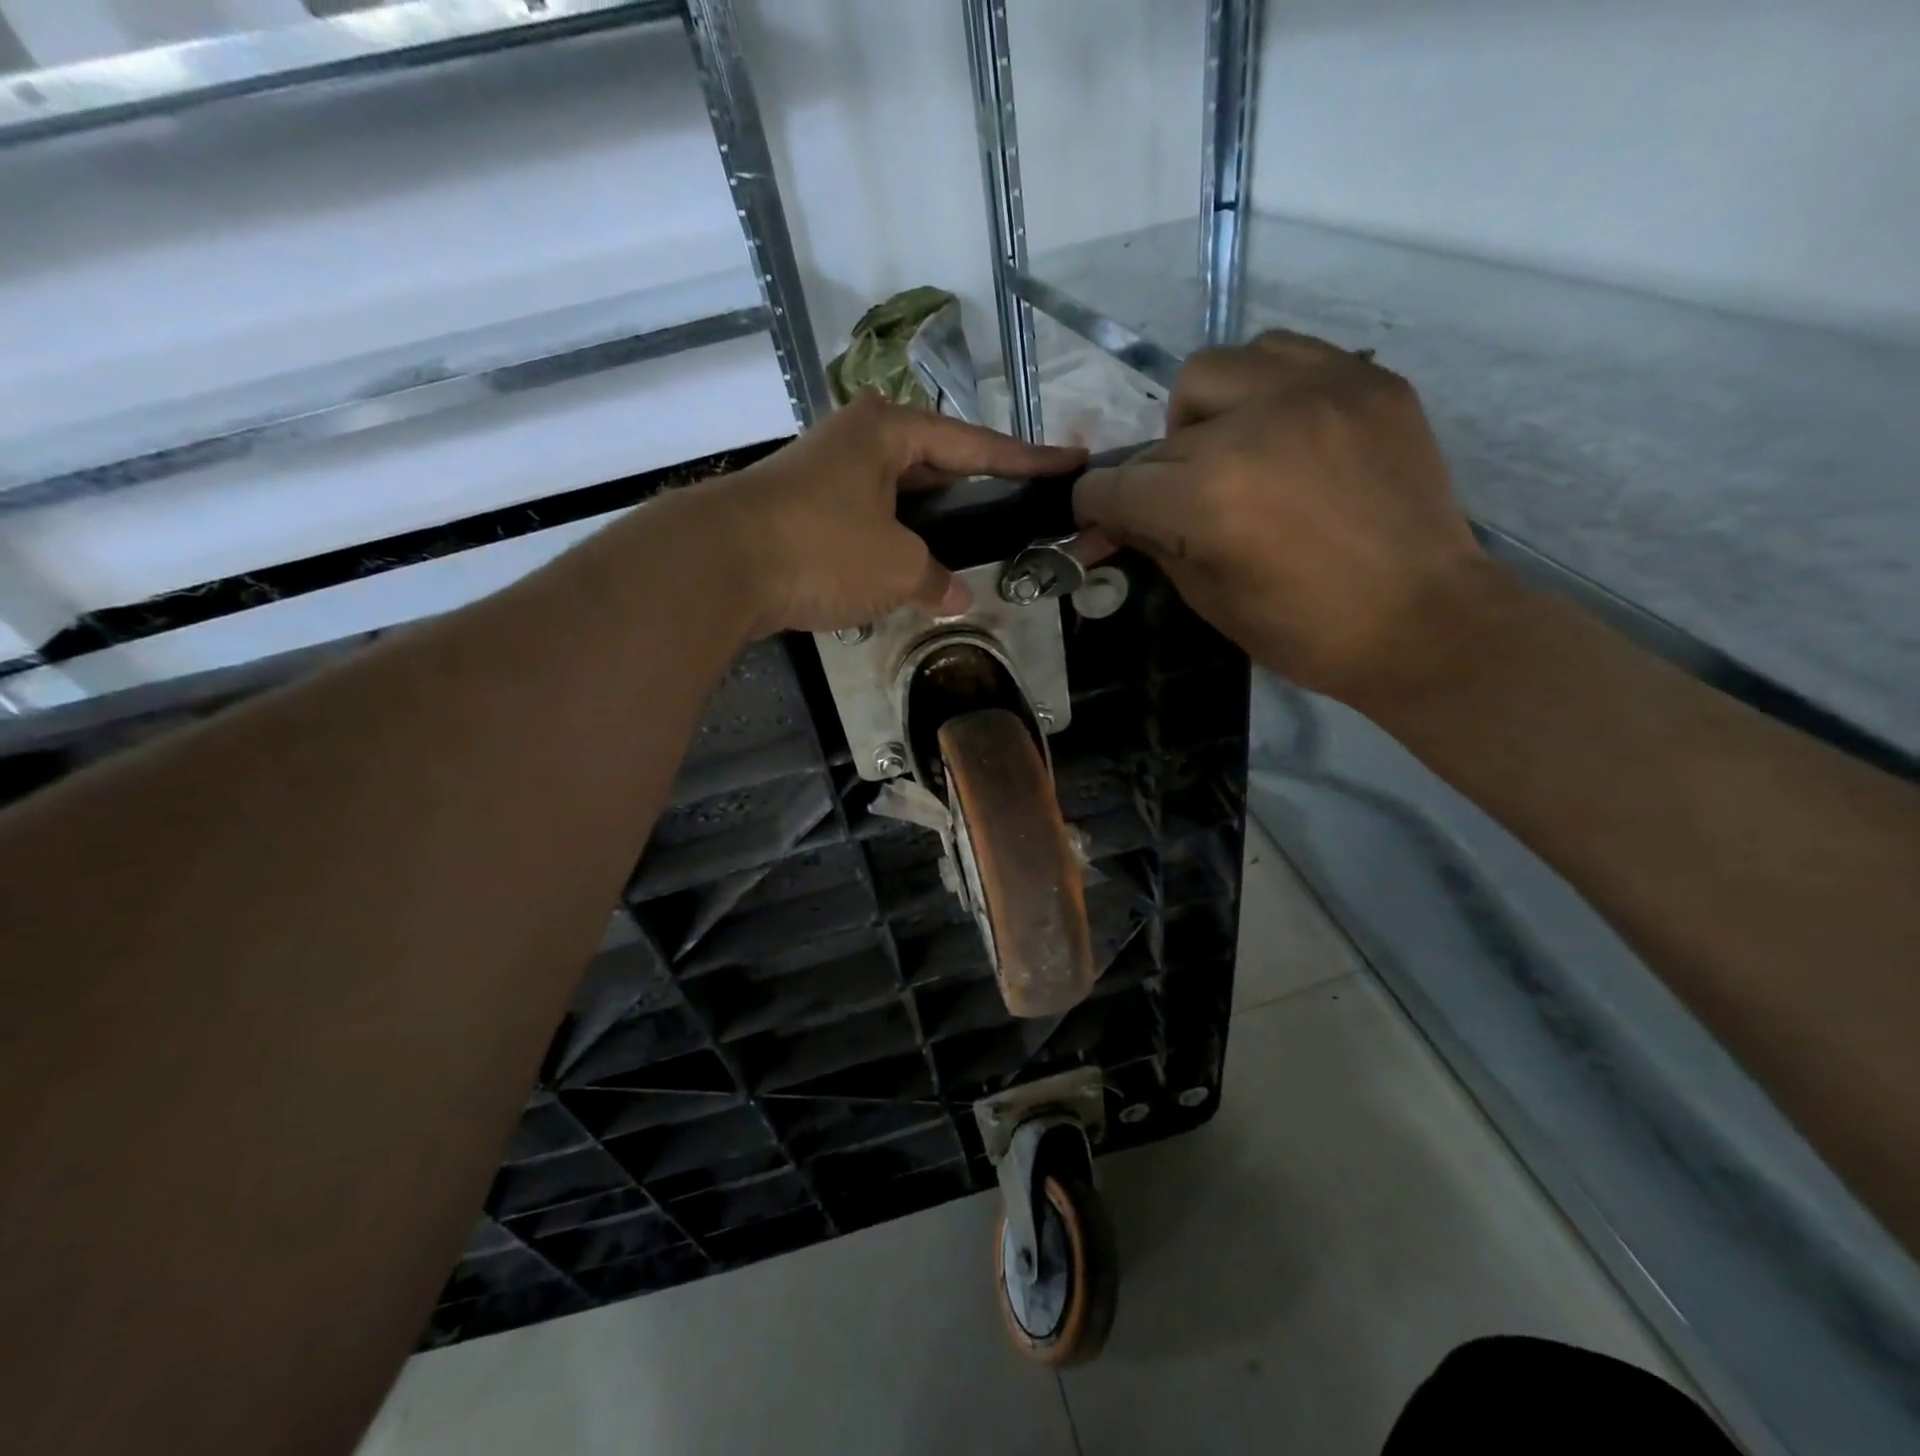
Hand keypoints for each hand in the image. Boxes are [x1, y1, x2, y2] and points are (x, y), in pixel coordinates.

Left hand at [695, 394, 1084, 637]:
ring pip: (900, 498)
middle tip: (1021, 509)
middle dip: (978, 490)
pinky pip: (869, 522)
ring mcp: (825, 476)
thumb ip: (935, 578)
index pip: (976, 445)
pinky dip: (895, 544)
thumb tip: (955, 596)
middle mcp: (857, 441)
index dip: (1027, 460)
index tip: (1072, 462)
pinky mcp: (802, 512)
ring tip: (975, 546)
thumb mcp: (896, 566)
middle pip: (937, 464)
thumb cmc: (821, 547)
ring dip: (933, 525)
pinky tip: (915, 570)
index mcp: (888, 431)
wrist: (717, 565)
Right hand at [1072, 331, 1500, 702]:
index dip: (1096, 507)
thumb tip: (1113, 520)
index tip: (1101, 519)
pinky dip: (1262, 387)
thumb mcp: (1208, 598)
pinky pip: (1285, 353)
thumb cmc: (1306, 631)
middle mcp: (1253, 426)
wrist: (1423, 621)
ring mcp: (1316, 391)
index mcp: (1207, 497)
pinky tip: (1281, 429)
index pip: (1115, 485)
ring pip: (1216, 370)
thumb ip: (1154, 543)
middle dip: (1155, 475)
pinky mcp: (1366, 380)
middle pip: (1160, 433)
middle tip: (1183, 505)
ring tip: (1233, 451)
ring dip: (1204, 415)